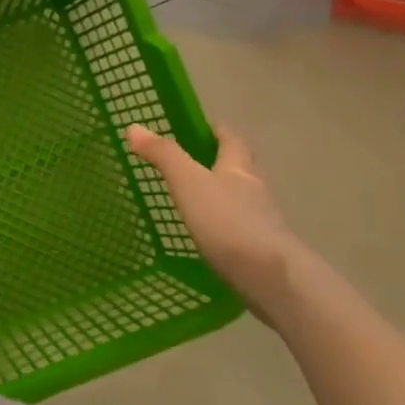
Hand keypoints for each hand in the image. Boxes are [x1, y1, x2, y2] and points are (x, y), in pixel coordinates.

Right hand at [126, 125, 306, 325]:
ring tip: (194, 202)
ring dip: (222, 197)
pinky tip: (208, 238)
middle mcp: (255, 190)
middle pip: (239, 169)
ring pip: (240, 201)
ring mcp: (262, 222)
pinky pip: (239, 230)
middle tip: (191, 164)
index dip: (217, 131)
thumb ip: (164, 155)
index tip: (201, 128)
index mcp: (239, 168)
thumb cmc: (228, 221)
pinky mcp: (261, 252)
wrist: (270, 278)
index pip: (231, 140)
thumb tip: (134, 126)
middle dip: (219, 164)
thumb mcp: (189, 182)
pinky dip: (224, 228)